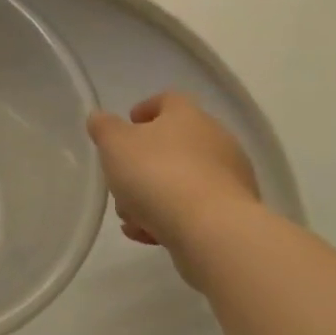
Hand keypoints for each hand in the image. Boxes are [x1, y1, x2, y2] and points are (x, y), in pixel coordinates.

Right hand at [86, 92, 259, 280]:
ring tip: (130, 216)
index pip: (168, 100)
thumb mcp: (114, 143)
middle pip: (173, 144)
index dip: (146, 108)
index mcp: (188, 116)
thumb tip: (101, 120)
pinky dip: (171, 218)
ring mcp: (230, 179)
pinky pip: (195, 209)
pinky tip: (148, 234)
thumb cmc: (158, 174)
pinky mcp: (234, 215)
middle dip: (143, 162)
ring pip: (182, 180)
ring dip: (153, 195)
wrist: (212, 231)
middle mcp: (216, 141)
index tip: (129, 123)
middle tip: (121, 177)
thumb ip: (104, 127)